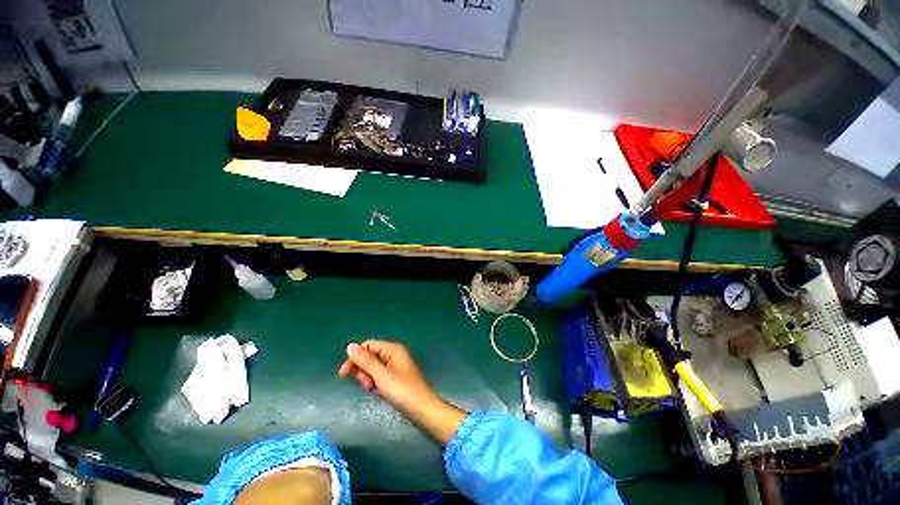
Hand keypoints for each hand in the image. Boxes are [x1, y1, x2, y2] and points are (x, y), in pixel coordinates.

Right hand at [337, 340, 431, 412]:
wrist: (423, 409)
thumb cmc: (403, 390)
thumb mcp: (381, 375)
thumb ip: (366, 361)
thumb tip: (349, 346)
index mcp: (392, 349)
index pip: (368, 345)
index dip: (355, 357)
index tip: (343, 374)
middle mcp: (394, 354)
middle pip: (370, 356)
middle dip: (364, 370)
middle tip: (368, 384)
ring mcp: (395, 366)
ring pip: (373, 368)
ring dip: (369, 378)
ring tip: (375, 389)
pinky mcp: (395, 377)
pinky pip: (379, 376)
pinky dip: (376, 384)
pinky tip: (380, 392)